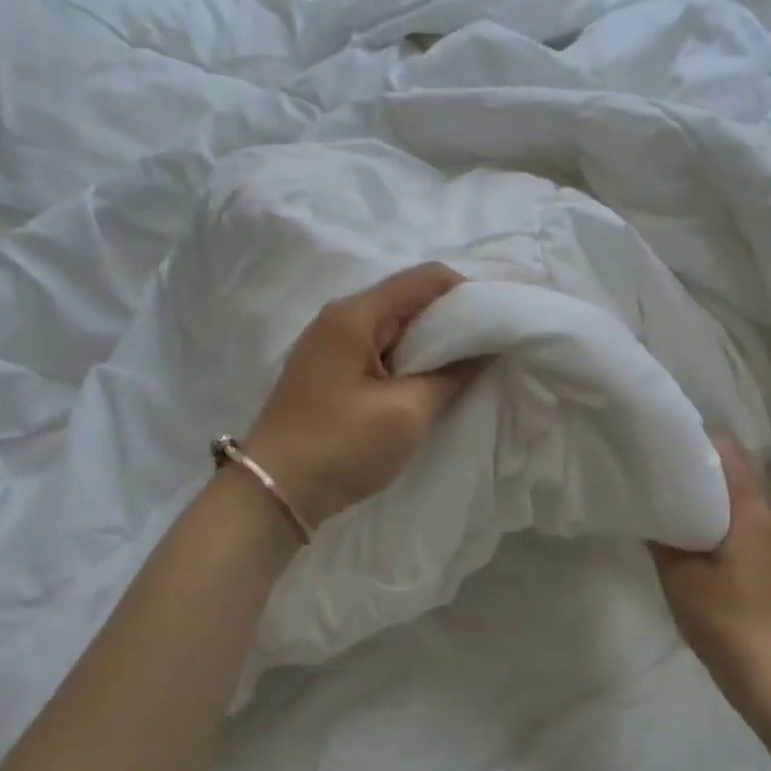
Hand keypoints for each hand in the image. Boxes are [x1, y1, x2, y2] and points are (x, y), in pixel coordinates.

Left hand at [243, 264, 485, 526]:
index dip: (468, 295)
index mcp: (356, 315)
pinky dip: (411, 362)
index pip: (426, 279)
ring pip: (397, 328)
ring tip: (465, 372)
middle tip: (488, 352)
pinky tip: (429, 387)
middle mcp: (341, 318)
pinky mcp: (331, 372)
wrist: (273, 491)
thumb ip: (452, 376)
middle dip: (454, 321)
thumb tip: (486, 351)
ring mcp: (332, 345)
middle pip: (411, 299)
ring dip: (433, 345)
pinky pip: (382, 351)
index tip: (497, 326)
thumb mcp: (407, 413)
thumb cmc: (341, 446)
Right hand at [651, 437, 770, 714]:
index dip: (700, 442)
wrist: (768, 673)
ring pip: (742, 501)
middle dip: (702, 470)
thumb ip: (664, 535)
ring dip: (713, 498)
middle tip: (664, 473)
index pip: (731, 455)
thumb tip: (652, 507)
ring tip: (676, 503)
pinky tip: (697, 537)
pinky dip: (722, 520)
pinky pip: (746, 525)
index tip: (669, 445)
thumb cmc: (721, 618)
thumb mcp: (679, 575)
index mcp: (751, 513)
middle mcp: (770, 519)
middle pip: (738, 475)